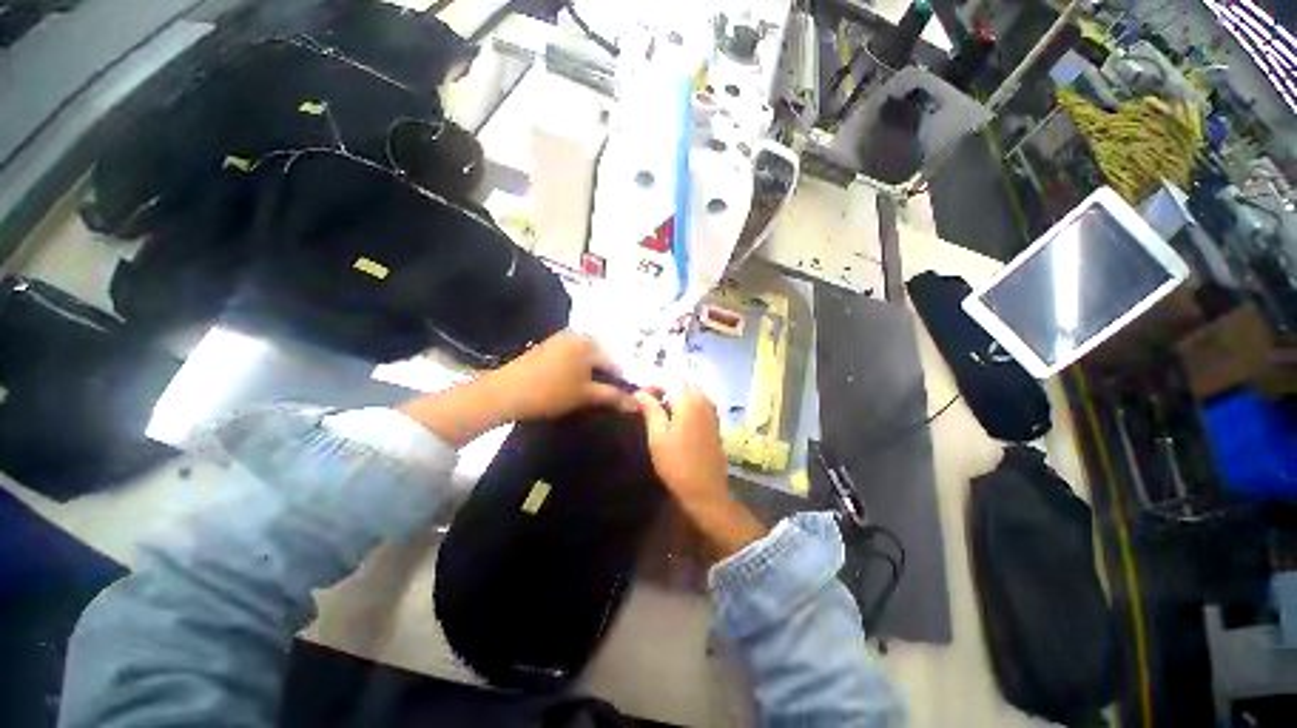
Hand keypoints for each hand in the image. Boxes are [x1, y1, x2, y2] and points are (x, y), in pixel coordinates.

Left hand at [401, 332, 633, 447]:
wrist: (505, 393)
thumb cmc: (551, 392)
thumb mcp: (586, 395)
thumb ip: (614, 397)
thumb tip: (637, 403)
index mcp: (589, 342)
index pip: (614, 364)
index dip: (619, 385)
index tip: (617, 402)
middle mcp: (576, 335)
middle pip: (599, 360)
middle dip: (602, 380)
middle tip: (597, 400)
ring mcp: (559, 339)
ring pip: (584, 360)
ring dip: (588, 377)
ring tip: (582, 396)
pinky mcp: (546, 347)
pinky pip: (569, 359)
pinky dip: (573, 372)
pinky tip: (566, 387)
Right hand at [634, 387, 766, 557]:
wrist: (704, 490)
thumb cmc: (676, 463)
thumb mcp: (657, 435)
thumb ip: (650, 409)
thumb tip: (640, 391)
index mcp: (688, 401)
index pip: (669, 381)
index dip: (653, 386)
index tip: (640, 398)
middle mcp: (704, 401)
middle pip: (682, 385)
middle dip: (665, 390)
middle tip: (650, 405)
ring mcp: (712, 412)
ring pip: (692, 394)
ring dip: (677, 398)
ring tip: (662, 413)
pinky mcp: (715, 423)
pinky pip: (700, 404)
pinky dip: (688, 406)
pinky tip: (678, 421)